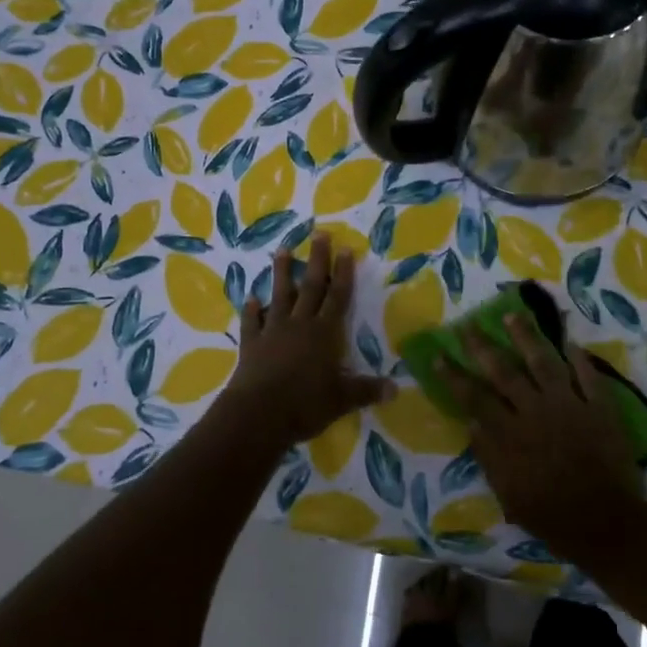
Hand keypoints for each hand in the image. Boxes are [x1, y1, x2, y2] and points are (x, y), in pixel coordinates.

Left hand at [220, 233, 393, 447]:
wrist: (258, 413)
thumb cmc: (305, 404)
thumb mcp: (342, 400)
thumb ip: (367, 390)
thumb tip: (397, 389)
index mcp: (324, 333)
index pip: (338, 297)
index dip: (343, 273)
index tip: (345, 248)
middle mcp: (299, 324)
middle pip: (310, 286)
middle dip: (317, 260)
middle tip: (319, 233)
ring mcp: (272, 331)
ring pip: (279, 295)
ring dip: (281, 273)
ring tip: (281, 250)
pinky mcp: (251, 343)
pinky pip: (252, 322)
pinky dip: (251, 310)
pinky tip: (250, 299)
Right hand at [440, 313, 646, 565]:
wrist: (606, 524)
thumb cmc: (551, 515)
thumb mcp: (507, 493)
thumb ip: (488, 455)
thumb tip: (472, 422)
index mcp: (511, 434)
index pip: (474, 397)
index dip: (454, 376)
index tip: (439, 356)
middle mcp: (536, 411)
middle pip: (504, 372)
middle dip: (482, 347)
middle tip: (467, 325)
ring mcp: (570, 406)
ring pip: (544, 363)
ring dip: (526, 337)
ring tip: (512, 315)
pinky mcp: (600, 409)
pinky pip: (589, 377)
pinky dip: (580, 358)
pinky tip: (570, 341)